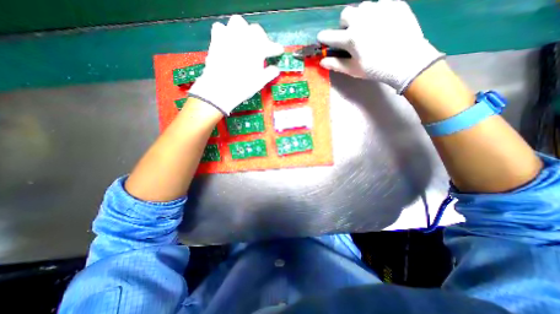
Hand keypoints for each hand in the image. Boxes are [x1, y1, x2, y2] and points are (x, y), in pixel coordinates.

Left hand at [191, 15, 284, 114]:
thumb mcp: (260, 82)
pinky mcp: (216, 40)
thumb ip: (270, 73)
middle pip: (256, 30)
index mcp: (257, 50)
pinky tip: (229, 42)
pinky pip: (221, 28)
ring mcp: (229, 37)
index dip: (276, 49)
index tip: (279, 51)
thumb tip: (276, 69)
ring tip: (245, 42)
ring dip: (244, 31)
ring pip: (238, 23)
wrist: (220, 90)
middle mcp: (244, 39)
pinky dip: (226, 33)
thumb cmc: (243, 87)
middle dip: (261, 38)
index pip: (270, 46)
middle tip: (262, 48)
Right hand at [317, 0, 443, 94]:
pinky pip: (380, 3)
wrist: (406, 61)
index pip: (330, 36)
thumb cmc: (375, 69)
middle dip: (344, 23)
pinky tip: (382, 24)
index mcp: (350, 38)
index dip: (324, 37)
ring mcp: (379, 9)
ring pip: (362, 6)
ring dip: (360, 16)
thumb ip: (336, 64)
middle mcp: (361, 20)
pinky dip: (377, 12)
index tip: (322, 38)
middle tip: (351, 33)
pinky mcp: (394, 4)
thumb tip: (322, 61)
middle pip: (345, 13)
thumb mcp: (353, 70)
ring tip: (368, 27)